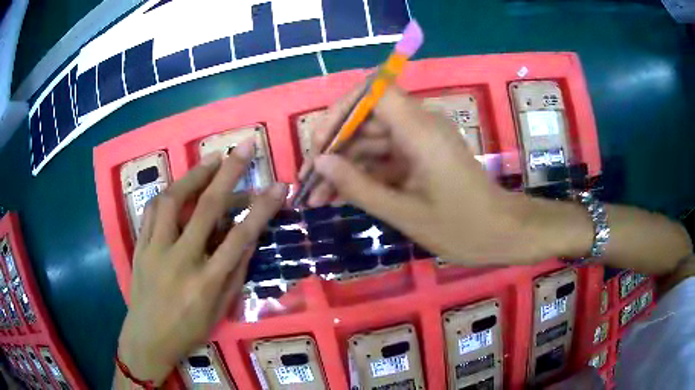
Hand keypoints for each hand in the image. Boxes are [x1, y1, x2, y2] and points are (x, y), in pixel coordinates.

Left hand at [117, 141, 286, 384]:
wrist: (147, 338)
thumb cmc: (188, 330)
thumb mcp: (220, 310)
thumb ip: (235, 273)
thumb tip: (249, 240)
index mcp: (207, 281)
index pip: (240, 237)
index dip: (262, 208)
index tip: (279, 186)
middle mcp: (181, 259)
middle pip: (207, 207)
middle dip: (229, 172)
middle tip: (244, 146)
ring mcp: (156, 249)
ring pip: (174, 200)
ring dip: (195, 175)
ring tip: (211, 160)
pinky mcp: (140, 246)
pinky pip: (152, 211)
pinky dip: (169, 193)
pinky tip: (180, 186)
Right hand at [301, 87, 591, 264]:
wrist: (502, 234)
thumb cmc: (462, 228)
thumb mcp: (405, 212)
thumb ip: (359, 186)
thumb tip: (320, 162)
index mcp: (420, 130)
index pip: (372, 93)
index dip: (340, 111)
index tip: (319, 145)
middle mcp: (419, 125)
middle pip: (365, 119)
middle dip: (332, 148)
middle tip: (307, 183)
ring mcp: (419, 141)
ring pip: (370, 141)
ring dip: (342, 166)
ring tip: (316, 198)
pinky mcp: (420, 157)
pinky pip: (383, 158)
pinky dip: (361, 175)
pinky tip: (339, 197)